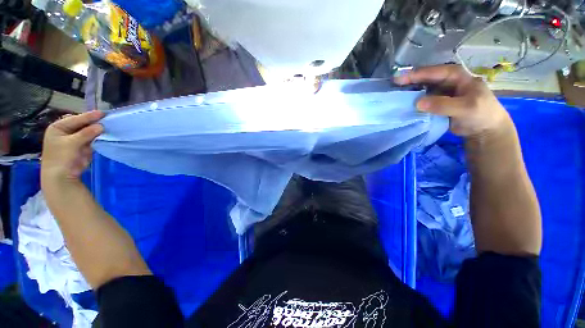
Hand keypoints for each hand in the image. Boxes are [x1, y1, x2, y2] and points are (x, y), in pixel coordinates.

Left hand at [41, 111, 104, 184]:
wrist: (62, 177)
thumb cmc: (61, 157)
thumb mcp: (72, 143)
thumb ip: (86, 133)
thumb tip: (101, 126)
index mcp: (58, 127)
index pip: (75, 119)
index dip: (88, 116)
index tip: (102, 113)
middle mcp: (65, 132)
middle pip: (82, 124)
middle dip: (93, 123)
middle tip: (106, 119)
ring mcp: (74, 140)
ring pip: (88, 132)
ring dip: (96, 130)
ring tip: (107, 126)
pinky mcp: (82, 147)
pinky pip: (91, 140)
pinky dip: (97, 138)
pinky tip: (104, 134)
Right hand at [395, 65, 512, 138]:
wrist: (483, 128)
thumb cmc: (480, 113)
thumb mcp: (465, 108)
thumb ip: (443, 104)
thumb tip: (417, 103)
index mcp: (456, 76)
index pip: (434, 72)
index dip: (416, 74)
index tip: (399, 79)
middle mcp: (445, 81)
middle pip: (425, 78)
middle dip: (409, 80)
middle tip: (392, 84)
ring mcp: (439, 92)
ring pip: (421, 88)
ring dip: (408, 91)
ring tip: (393, 93)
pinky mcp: (434, 103)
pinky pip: (420, 100)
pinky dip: (411, 101)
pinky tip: (402, 103)